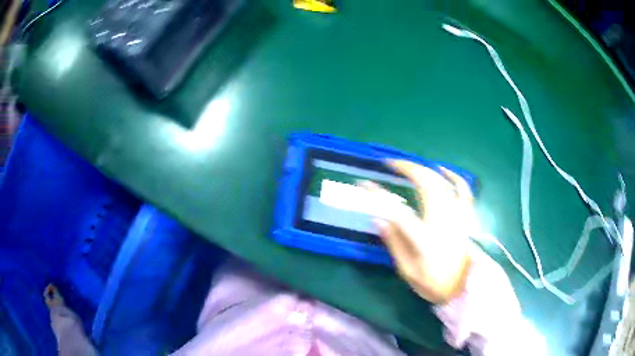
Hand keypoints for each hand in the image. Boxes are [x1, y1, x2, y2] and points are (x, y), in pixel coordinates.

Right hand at [358, 160, 475, 303]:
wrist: (465, 288)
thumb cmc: (435, 283)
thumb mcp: (408, 271)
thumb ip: (395, 244)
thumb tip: (380, 219)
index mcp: (425, 238)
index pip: (398, 210)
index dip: (379, 195)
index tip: (364, 184)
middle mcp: (443, 220)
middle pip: (425, 184)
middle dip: (407, 168)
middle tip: (390, 164)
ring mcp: (458, 215)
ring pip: (442, 182)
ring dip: (424, 169)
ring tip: (409, 165)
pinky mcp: (466, 216)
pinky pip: (463, 189)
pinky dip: (453, 176)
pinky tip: (442, 169)